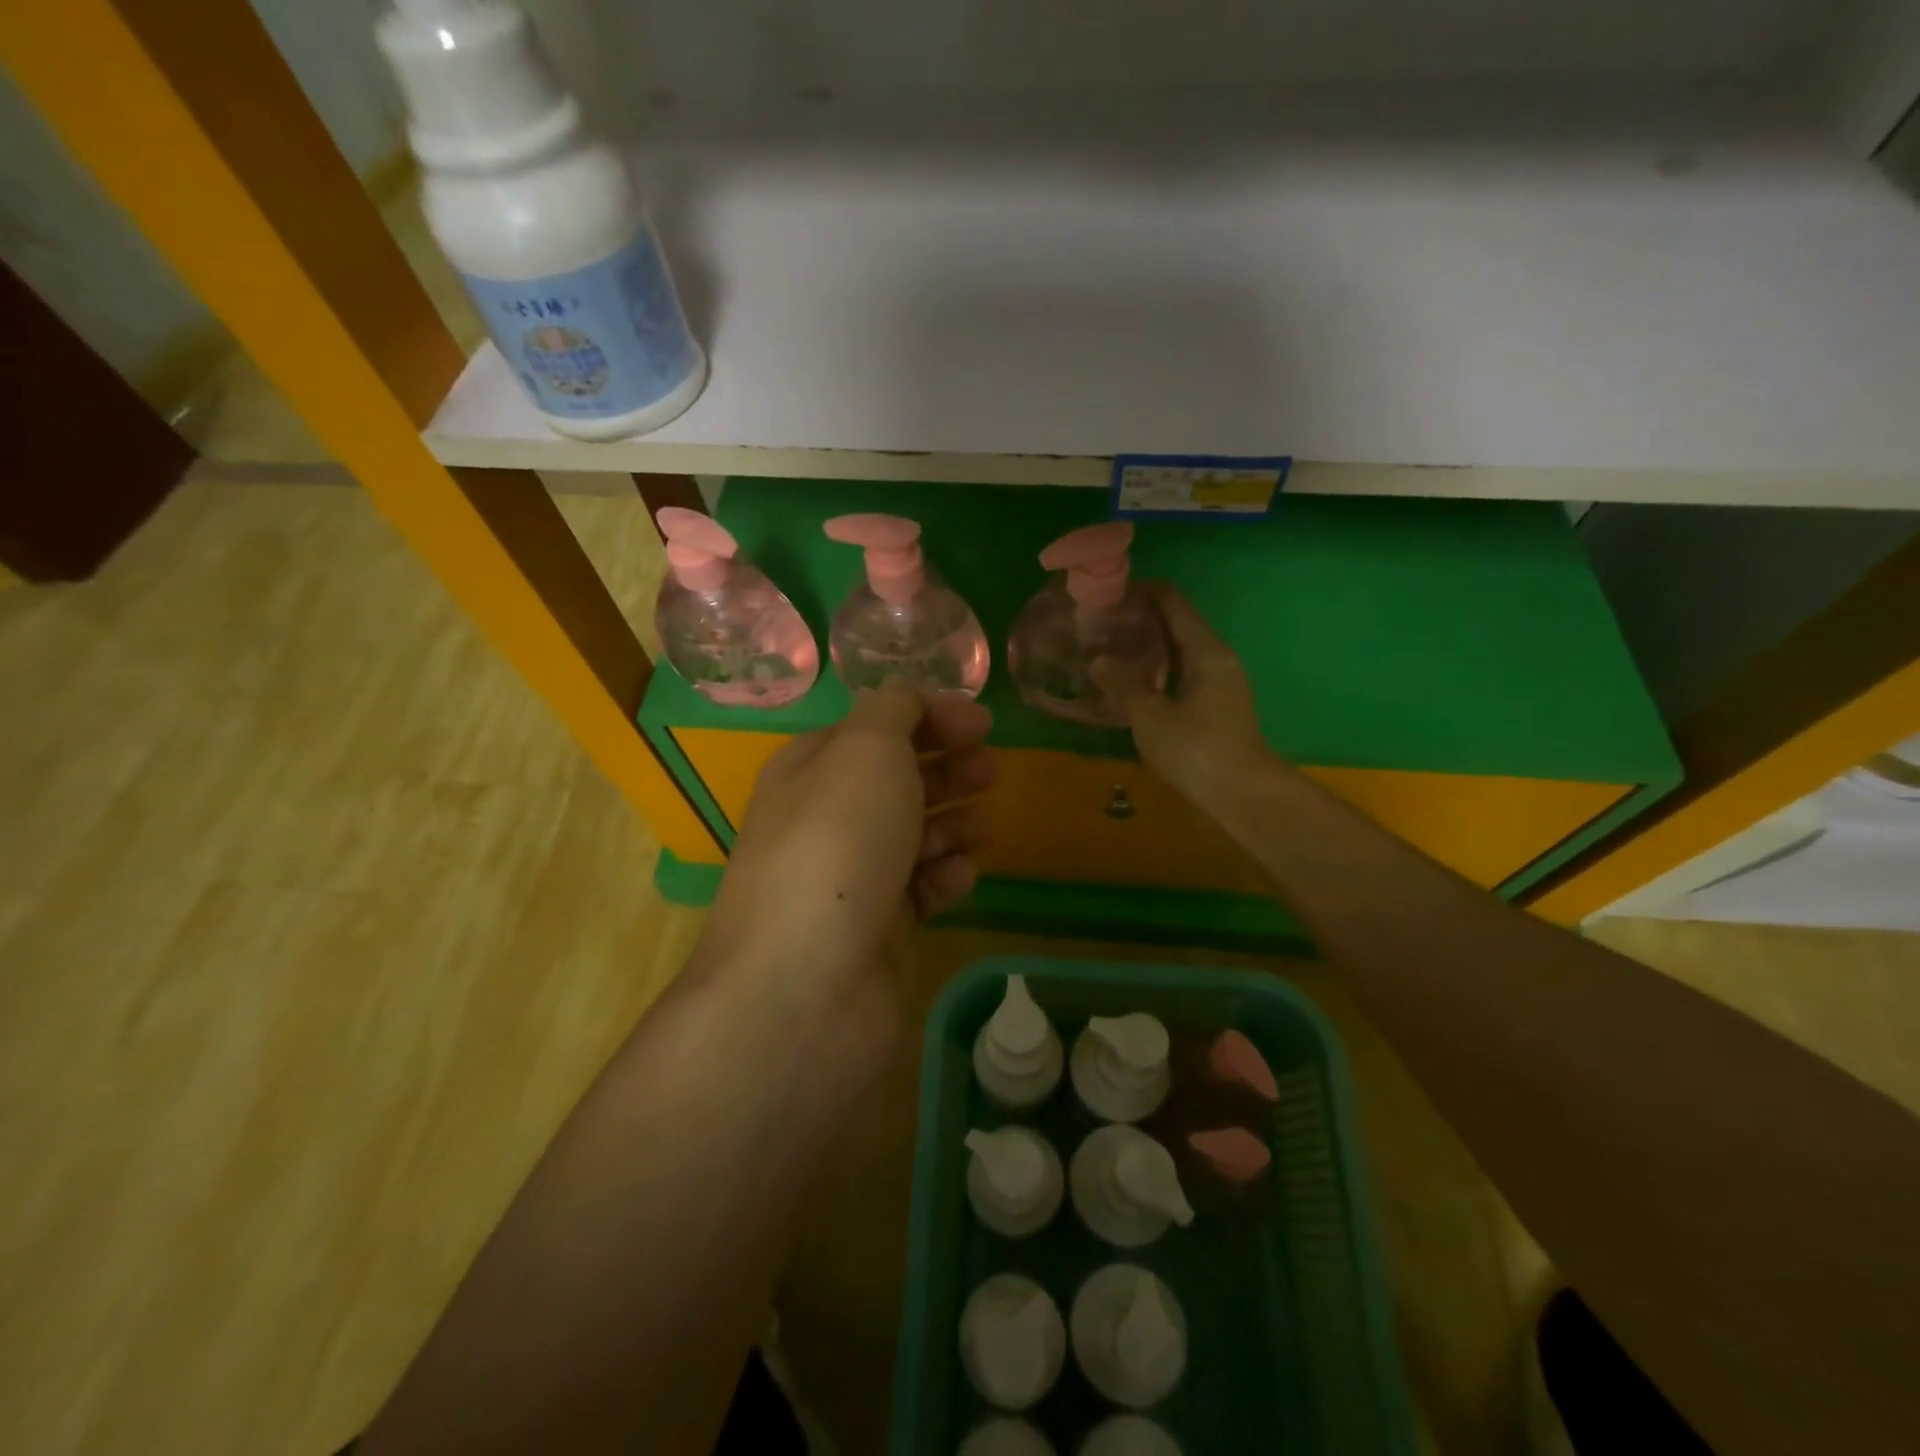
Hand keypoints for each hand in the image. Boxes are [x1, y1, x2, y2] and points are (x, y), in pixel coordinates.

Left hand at [695, 685, 994, 1066]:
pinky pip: (918, 891)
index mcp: (811, 769)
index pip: (874, 727)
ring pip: (911, 836)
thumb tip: (912, 703)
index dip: (929, 717)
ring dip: (951, 822)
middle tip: (991, 769)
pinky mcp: (875, 930)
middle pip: (895, 781)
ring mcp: (849, 879)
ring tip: (984, 824)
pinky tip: (960, 876)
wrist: (806, 985)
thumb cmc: (838, 844)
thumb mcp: (866, 750)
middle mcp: (825, 820)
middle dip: (946, 769)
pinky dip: (942, 877)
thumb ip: (893, 712)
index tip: (983, 723)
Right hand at [1093, 583, 1274, 814]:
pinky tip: (1134, 681)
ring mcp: (1221, 681)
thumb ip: (1123, 684)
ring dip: (1149, 645)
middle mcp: (1217, 656)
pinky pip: (1184, 670)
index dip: (1142, 591)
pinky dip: (1159, 668)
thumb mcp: (1150, 716)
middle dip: (1141, 618)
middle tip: (1101, 623)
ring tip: (1111, 648)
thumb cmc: (1196, 749)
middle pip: (1177, 622)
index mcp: (1205, 650)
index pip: (1172, 602)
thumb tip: (1098, 659)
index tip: (1108, 592)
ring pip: (1181, 649)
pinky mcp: (1217, 703)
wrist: (1242, 794)